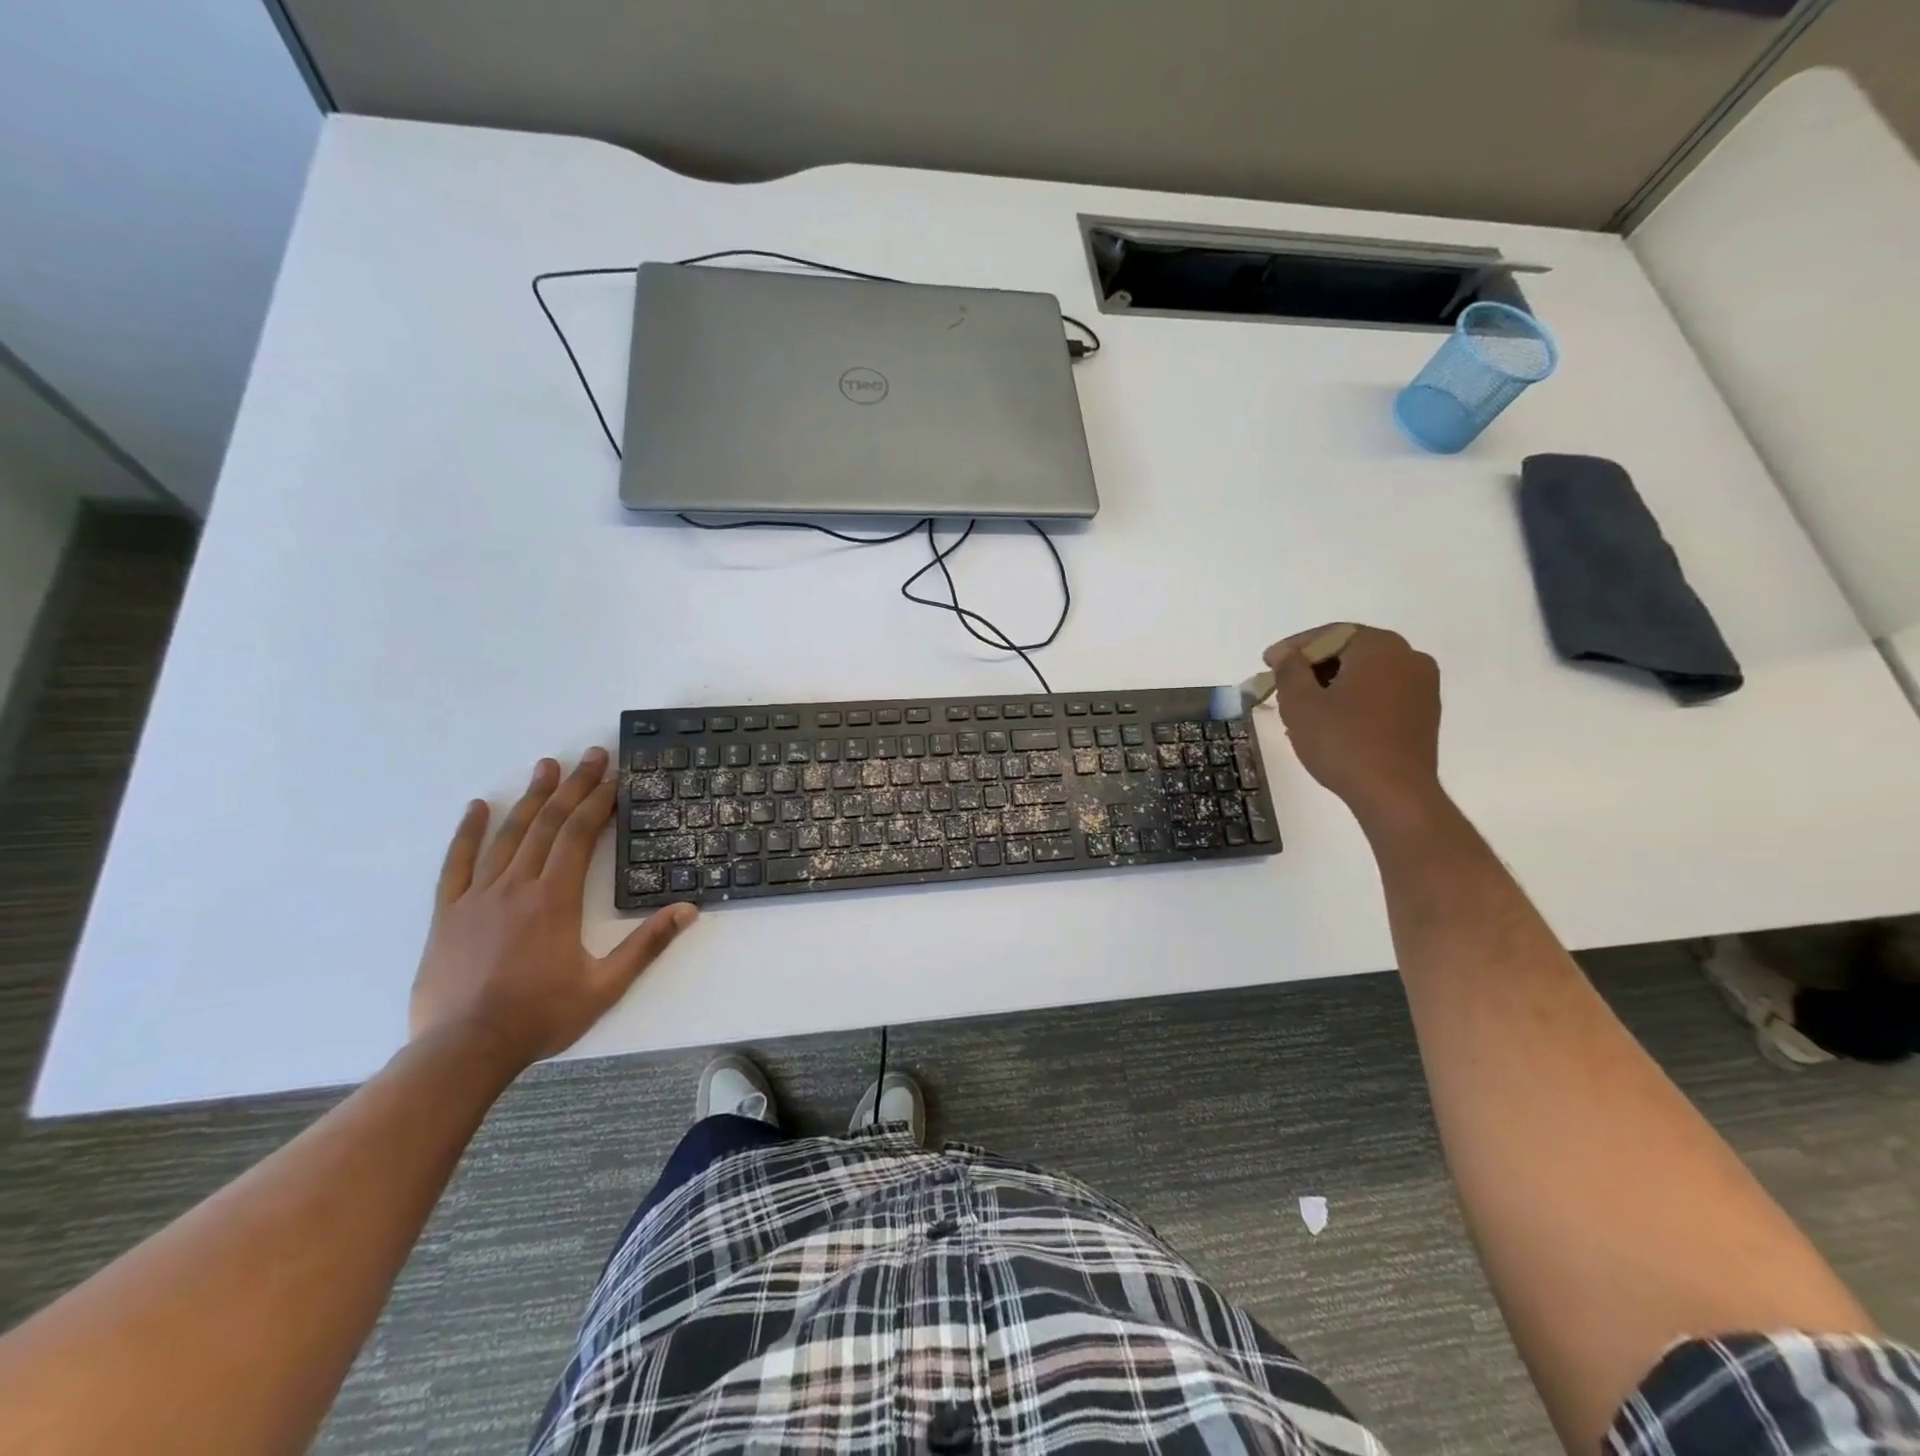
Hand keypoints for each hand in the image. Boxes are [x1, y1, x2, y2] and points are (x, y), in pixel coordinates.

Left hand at [411, 749, 697, 1071]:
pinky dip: (467, 832)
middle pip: (548, 824)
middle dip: (572, 787)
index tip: (613, 776)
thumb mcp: (605, 986)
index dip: (599, 801)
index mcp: (555, 899)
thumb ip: (647, 944)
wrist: (463, 1051)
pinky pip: (457, 863)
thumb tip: (689, 910)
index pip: (580, 836)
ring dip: (530, 798)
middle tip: (590, 755)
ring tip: (546, 766)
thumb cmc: (540, 1017)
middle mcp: (517, 886)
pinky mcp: (449, 913)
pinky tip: (477, 807)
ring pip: (508, 835)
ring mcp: (478, 896)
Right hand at [1264, 624, 1443, 827]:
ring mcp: (1423, 685)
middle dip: (1314, 665)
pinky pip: (1382, 692)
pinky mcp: (1425, 712)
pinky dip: (1355, 698)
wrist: (1394, 793)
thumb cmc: (1342, 742)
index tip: (1267, 663)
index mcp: (1379, 647)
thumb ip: (1290, 669)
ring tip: (1304, 705)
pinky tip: (1333, 720)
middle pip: (1350, 650)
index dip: (1294, 647)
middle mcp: (1408, 657)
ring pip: (1367, 672)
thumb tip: (1286, 654)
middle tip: (1283, 682)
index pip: (1329, 634)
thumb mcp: (1300, 703)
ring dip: (1334, 682)